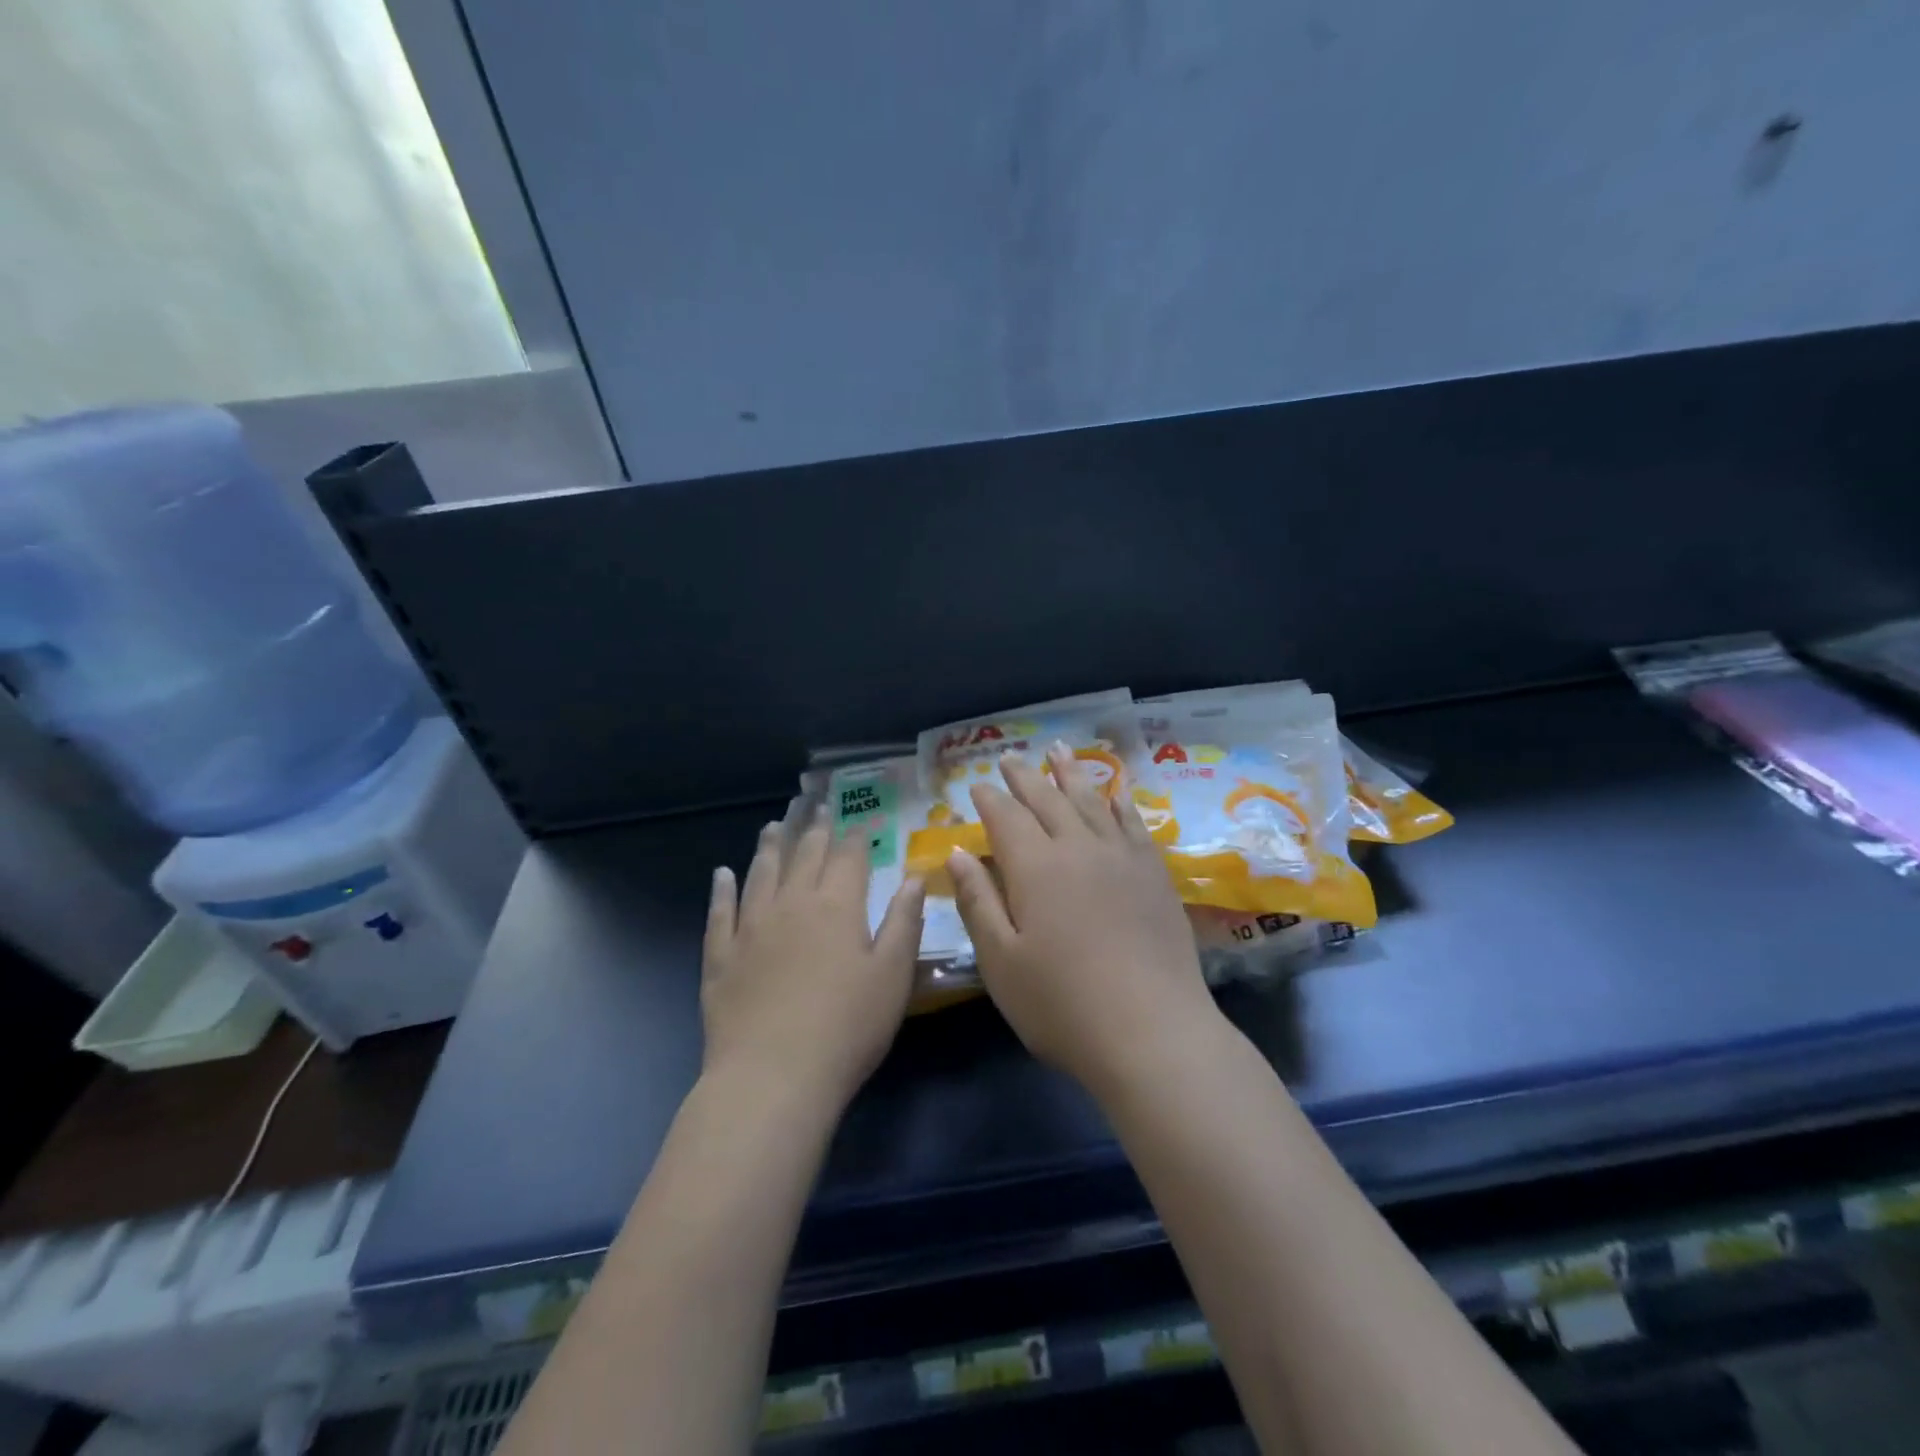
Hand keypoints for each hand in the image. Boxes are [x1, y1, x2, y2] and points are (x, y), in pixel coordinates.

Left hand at [702, 819, 924, 1113]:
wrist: (773, 1076)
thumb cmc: (847, 1027)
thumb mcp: (893, 976)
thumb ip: (904, 922)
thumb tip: (914, 877)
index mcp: (837, 906)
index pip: (847, 858)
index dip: (854, 836)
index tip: (857, 820)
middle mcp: (792, 904)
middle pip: (804, 856)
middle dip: (813, 830)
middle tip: (816, 807)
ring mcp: (751, 928)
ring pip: (761, 874)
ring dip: (769, 847)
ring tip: (774, 826)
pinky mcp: (721, 956)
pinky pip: (720, 912)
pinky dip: (721, 889)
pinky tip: (722, 874)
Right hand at [946, 744, 1221, 1098]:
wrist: (1153, 1033)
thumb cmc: (1062, 1005)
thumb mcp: (1001, 961)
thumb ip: (978, 902)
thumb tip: (957, 853)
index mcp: (1036, 867)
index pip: (1007, 818)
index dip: (990, 799)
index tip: (977, 785)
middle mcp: (1079, 849)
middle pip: (1048, 800)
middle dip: (1025, 777)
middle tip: (1010, 758)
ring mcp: (1122, 858)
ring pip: (1092, 801)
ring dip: (1071, 774)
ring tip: (1059, 750)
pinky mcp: (1155, 875)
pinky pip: (1134, 824)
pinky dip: (1120, 803)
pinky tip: (1116, 793)